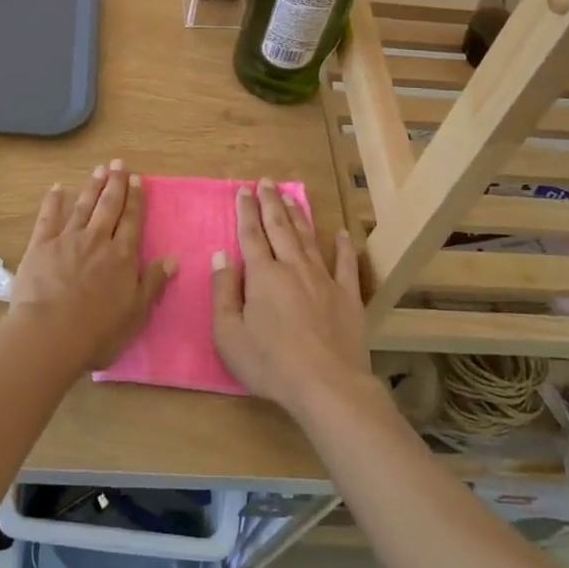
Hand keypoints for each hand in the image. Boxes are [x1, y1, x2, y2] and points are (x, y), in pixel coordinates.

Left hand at [8, 161, 174, 371]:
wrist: (50, 334)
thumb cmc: (98, 331)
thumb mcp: (136, 313)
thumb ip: (153, 283)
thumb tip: (173, 258)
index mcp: (122, 256)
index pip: (132, 220)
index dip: (135, 199)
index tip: (138, 179)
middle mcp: (97, 240)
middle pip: (109, 206)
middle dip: (116, 183)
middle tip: (119, 164)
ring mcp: (68, 239)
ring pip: (83, 206)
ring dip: (92, 187)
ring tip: (99, 170)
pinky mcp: (41, 245)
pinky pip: (48, 218)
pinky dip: (53, 201)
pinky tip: (56, 188)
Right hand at [212, 180, 369, 414]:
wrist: (327, 386)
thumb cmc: (270, 363)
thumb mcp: (229, 334)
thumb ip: (223, 292)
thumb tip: (221, 257)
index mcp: (263, 275)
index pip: (251, 234)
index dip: (246, 211)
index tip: (243, 190)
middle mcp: (293, 268)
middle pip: (280, 227)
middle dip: (270, 202)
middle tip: (266, 181)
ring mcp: (324, 279)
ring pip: (308, 238)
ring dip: (298, 215)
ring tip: (291, 195)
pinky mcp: (347, 296)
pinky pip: (345, 264)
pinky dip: (343, 246)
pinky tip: (341, 232)